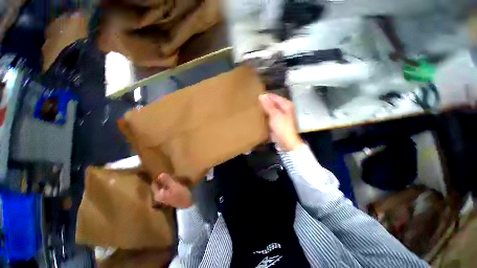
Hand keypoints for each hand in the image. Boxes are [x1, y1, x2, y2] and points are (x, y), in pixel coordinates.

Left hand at [152, 173, 192, 208]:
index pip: (154, 184)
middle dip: (163, 179)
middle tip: (169, 173)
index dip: (158, 178)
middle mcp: (159, 196)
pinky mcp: (170, 196)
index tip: (163, 171)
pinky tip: (175, 181)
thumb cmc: (181, 195)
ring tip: (173, 176)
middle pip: (159, 185)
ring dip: (167, 181)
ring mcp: (165, 197)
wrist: (188, 204)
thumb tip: (160, 174)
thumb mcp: (174, 186)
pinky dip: (170, 184)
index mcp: (158, 195)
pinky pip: (168, 188)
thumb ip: (167, 180)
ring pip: (164, 186)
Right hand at [259, 93, 302, 150]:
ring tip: (254, 110)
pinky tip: (258, 117)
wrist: (286, 142)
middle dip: (264, 104)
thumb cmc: (282, 127)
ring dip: (264, 111)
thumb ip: (268, 105)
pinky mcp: (277, 123)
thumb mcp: (275, 115)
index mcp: (286, 105)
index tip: (255, 98)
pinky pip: (269, 117)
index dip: (265, 97)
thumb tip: (261, 95)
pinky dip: (265, 117)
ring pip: (270, 111)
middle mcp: (284, 109)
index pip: (274, 97)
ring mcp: (281, 117)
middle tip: (253, 104)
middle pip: (272, 104)